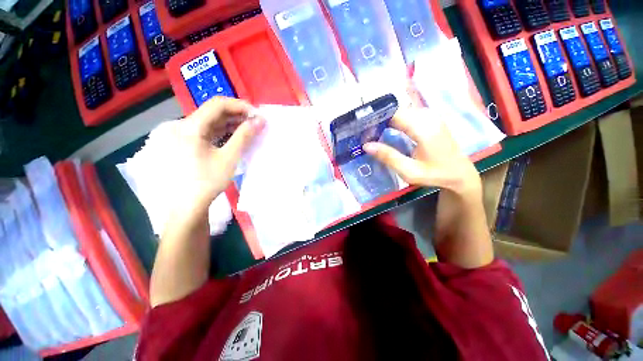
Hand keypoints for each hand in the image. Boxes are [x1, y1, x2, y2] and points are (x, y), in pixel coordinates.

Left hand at [168, 97, 264, 210]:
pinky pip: (203, 131)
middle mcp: (179, 125)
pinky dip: (219, 131)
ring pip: (208, 122)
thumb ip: (244, 136)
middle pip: (211, 112)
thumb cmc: (207, 182)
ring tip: (247, 128)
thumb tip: (260, 120)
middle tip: (255, 122)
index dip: (240, 106)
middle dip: (236, 115)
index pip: (217, 105)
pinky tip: (232, 136)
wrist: (185, 206)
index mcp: (189, 127)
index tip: (257, 114)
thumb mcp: (229, 158)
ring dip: (229, 123)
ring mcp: (177, 134)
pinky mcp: (180, 143)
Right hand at [363, 108, 480, 197]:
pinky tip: (387, 129)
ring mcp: (431, 116)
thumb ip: (388, 156)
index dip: (377, 119)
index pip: (394, 114)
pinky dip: (395, 120)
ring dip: (386, 119)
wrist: (459, 173)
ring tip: (373, 131)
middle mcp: (428, 117)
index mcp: (423, 128)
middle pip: (397, 110)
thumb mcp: (409, 171)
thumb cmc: (434, 174)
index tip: (363, 129)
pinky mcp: (431, 119)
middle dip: (380, 119)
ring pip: (402, 111)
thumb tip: (366, 145)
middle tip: (366, 132)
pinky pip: (408, 114)